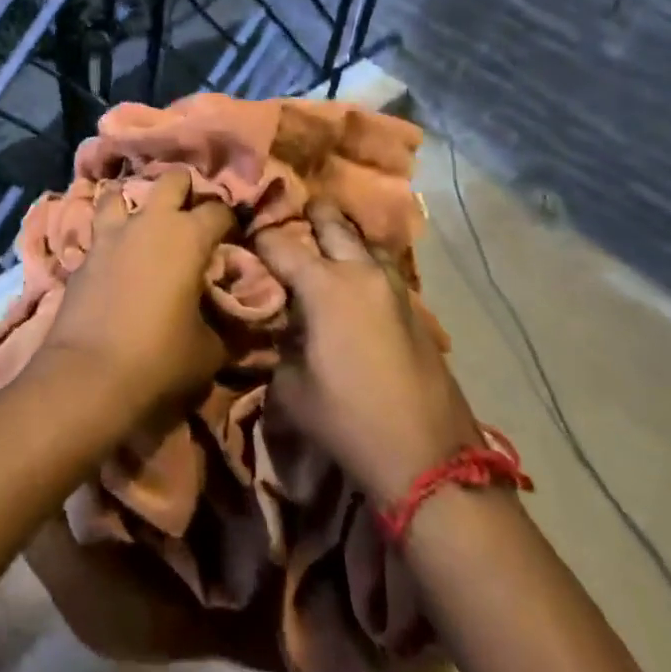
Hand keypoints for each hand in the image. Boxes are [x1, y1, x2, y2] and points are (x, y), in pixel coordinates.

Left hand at [40, 168, 233, 418]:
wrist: (88, 376)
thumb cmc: (160, 359)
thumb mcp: (209, 350)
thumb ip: (222, 324)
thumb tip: (227, 319)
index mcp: (188, 237)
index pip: (219, 209)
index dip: (230, 221)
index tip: (232, 238)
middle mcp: (150, 222)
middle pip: (172, 179)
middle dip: (185, 189)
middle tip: (191, 216)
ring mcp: (111, 234)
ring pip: (120, 192)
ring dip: (134, 203)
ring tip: (143, 223)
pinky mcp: (83, 254)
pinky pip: (98, 231)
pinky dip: (109, 237)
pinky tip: (115, 257)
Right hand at [254, 202, 480, 505]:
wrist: (427, 457)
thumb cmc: (348, 420)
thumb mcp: (291, 386)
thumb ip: (281, 343)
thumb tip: (283, 326)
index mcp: (323, 285)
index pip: (278, 243)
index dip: (258, 237)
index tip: (243, 236)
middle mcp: (360, 272)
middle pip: (331, 221)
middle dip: (308, 214)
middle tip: (290, 215)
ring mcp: (393, 287)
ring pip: (364, 240)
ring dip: (343, 237)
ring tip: (325, 245)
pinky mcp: (414, 307)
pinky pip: (382, 268)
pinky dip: (364, 264)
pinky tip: (354, 282)